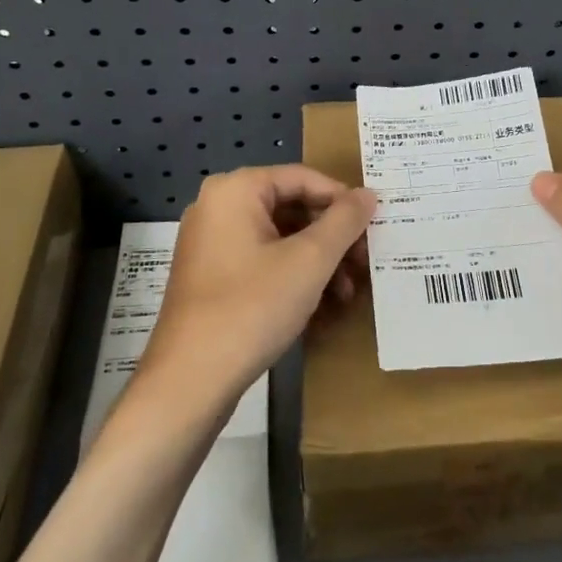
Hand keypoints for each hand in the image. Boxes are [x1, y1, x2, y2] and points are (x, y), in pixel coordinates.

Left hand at [135, 166, 375, 417]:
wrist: (189, 383)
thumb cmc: (252, 307)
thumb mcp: (310, 261)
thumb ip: (344, 221)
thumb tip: (368, 194)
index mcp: (235, 190)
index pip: (303, 178)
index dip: (343, 201)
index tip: (372, 229)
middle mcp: (218, 207)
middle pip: (291, 207)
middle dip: (332, 237)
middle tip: (363, 263)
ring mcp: (210, 244)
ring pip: (279, 238)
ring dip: (318, 260)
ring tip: (346, 292)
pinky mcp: (211, 277)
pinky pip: (262, 261)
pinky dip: (293, 275)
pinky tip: (320, 304)